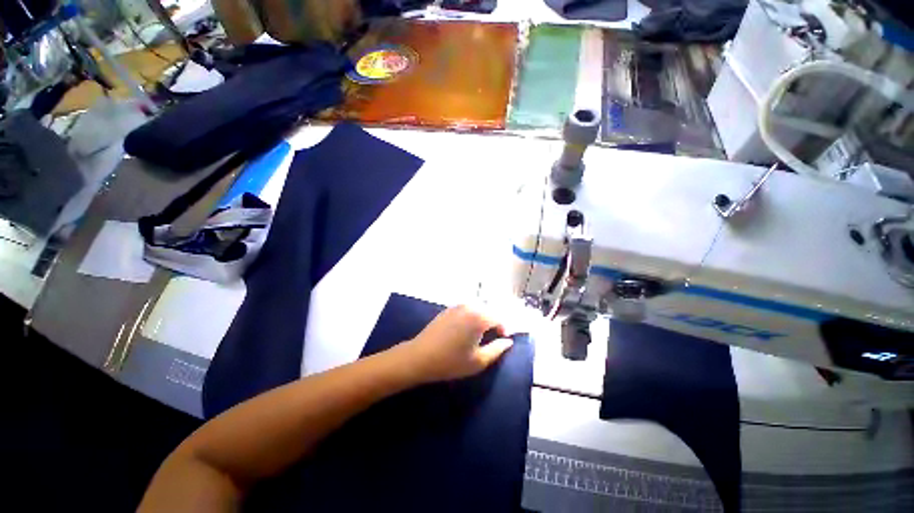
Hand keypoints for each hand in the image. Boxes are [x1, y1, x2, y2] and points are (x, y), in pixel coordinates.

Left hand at [397, 305, 513, 383]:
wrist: (420, 356)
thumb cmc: (451, 361)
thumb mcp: (478, 361)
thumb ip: (497, 349)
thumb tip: (508, 341)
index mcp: (479, 317)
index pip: (499, 318)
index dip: (505, 328)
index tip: (503, 340)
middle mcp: (469, 306)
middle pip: (489, 310)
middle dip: (494, 321)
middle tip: (494, 337)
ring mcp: (457, 306)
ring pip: (477, 308)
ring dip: (483, 317)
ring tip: (481, 334)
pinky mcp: (448, 309)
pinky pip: (466, 309)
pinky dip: (472, 315)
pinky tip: (467, 329)